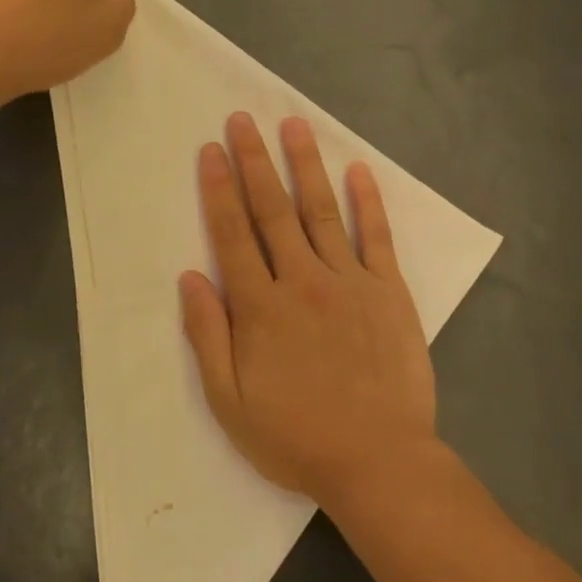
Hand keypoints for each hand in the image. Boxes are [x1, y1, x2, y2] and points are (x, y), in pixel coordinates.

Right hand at [180, 112, 439, 504]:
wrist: (378, 461)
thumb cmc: (296, 437)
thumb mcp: (230, 401)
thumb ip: (208, 336)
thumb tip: (191, 277)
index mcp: (261, 307)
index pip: (232, 234)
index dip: (218, 189)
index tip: (210, 151)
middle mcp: (302, 281)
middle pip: (272, 210)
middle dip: (254, 161)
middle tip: (241, 119)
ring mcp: (350, 282)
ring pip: (322, 211)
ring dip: (305, 165)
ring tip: (293, 125)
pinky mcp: (389, 291)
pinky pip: (377, 237)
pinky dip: (369, 201)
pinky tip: (359, 170)